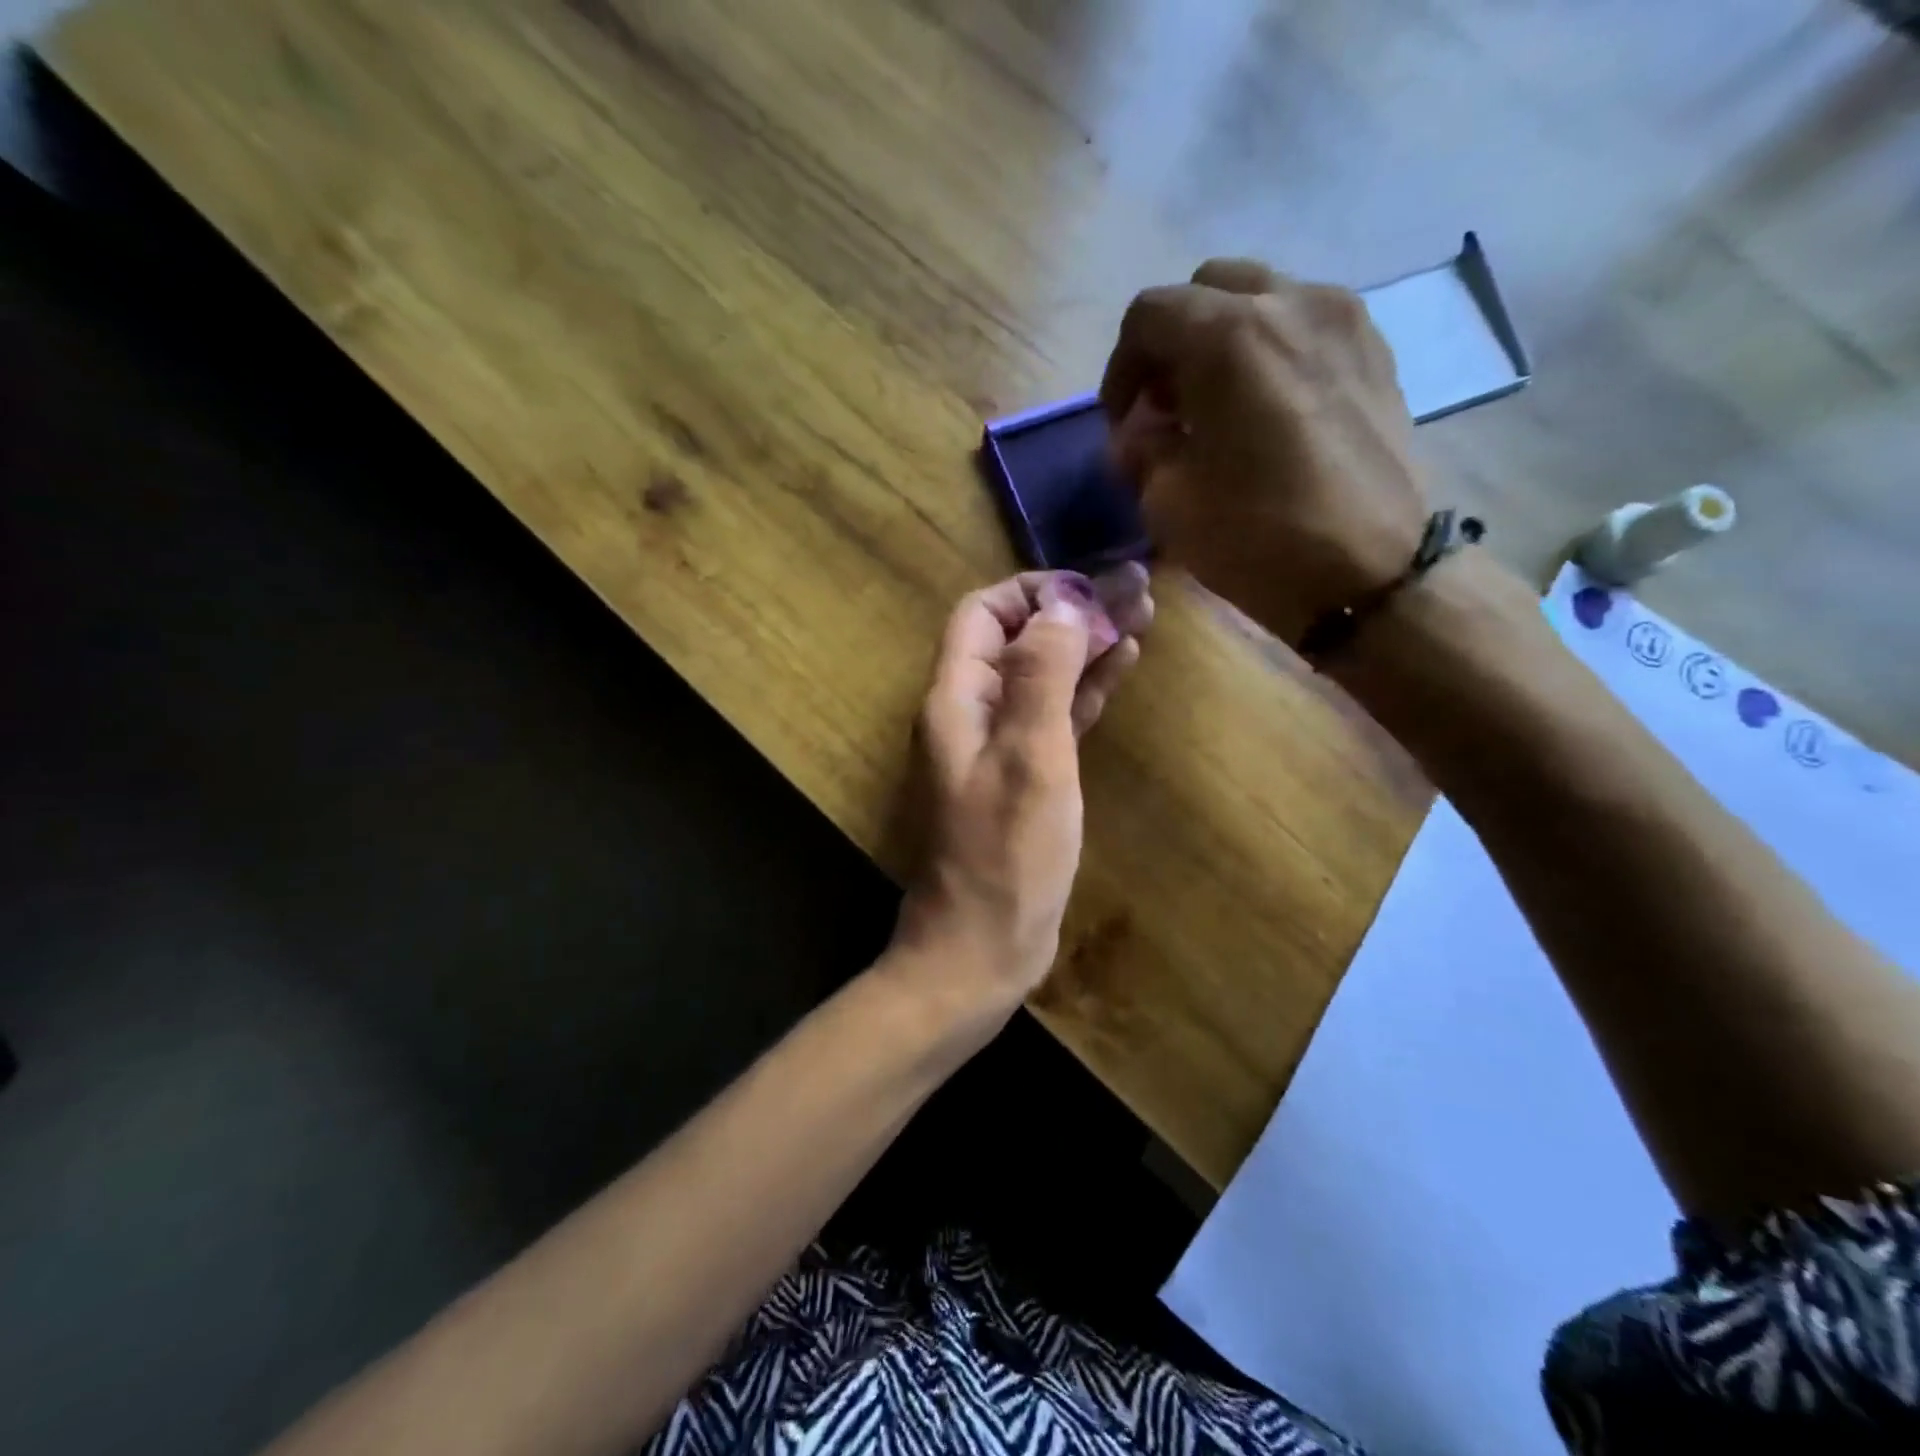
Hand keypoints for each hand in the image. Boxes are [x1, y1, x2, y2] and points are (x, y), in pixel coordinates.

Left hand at [890, 566, 1152, 1019]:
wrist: (982, 947)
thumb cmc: (1006, 856)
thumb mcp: (1030, 758)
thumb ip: (1041, 677)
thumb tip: (1062, 606)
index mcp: (957, 699)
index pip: (983, 615)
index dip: (1033, 593)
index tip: (1091, 590)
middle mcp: (971, 713)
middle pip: (1019, 641)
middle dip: (1072, 613)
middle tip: (1138, 593)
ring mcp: (998, 746)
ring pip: (1042, 677)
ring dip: (1085, 647)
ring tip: (1144, 618)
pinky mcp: (1025, 776)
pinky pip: (1055, 717)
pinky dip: (1085, 691)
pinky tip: (1122, 668)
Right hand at [1101, 259, 1427, 645]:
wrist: (1370, 574)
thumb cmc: (1258, 537)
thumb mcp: (1169, 502)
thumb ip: (1142, 451)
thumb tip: (1138, 434)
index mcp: (1229, 336)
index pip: (1149, 315)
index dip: (1121, 367)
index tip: (1123, 421)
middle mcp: (1290, 303)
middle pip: (1207, 289)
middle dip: (1174, 343)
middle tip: (1167, 406)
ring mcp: (1343, 320)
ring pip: (1262, 299)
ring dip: (1223, 341)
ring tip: (1217, 407)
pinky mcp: (1374, 351)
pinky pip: (1306, 325)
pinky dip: (1272, 351)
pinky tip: (1267, 410)